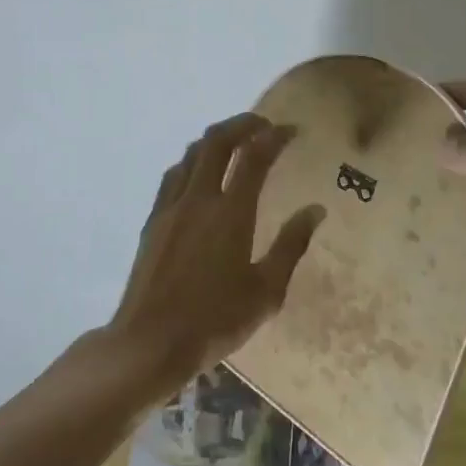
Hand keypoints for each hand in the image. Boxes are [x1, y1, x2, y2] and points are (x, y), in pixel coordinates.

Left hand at [106, 112, 325, 396]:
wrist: (150, 341)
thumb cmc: (215, 321)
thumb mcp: (266, 291)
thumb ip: (290, 245)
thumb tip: (315, 210)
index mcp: (231, 213)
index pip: (254, 157)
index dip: (274, 137)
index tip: (292, 131)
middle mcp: (198, 198)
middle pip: (217, 141)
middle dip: (242, 124)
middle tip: (263, 126)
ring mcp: (170, 206)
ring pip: (191, 153)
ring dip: (216, 139)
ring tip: (234, 144)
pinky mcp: (152, 220)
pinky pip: (174, 174)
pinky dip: (192, 161)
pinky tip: (199, 173)